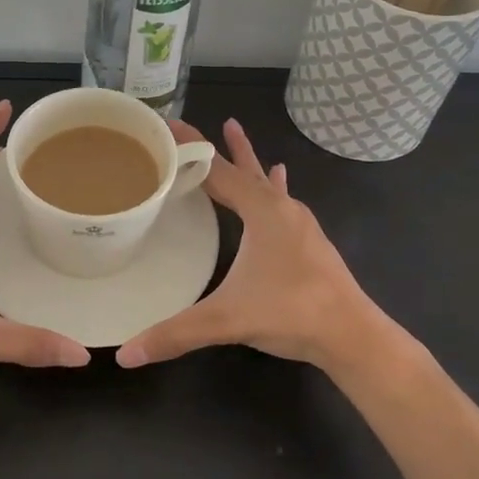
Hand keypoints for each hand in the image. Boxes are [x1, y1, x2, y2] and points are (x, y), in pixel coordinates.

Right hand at [117, 118, 379, 372]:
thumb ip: (176, 334)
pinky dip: (271, 184)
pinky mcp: (308, 240)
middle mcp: (281, 208)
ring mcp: (298, 223)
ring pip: (264, 180)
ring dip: (245, 158)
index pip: (216, 170)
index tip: (167, 124)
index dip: (190, 148)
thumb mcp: (227, 319)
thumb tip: (126, 353)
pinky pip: (281, 200)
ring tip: (233, 130)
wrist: (352, 335)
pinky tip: (279, 177)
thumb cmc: (291, 313)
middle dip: (212, 146)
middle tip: (186, 126)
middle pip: (240, 168)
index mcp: (262, 212)